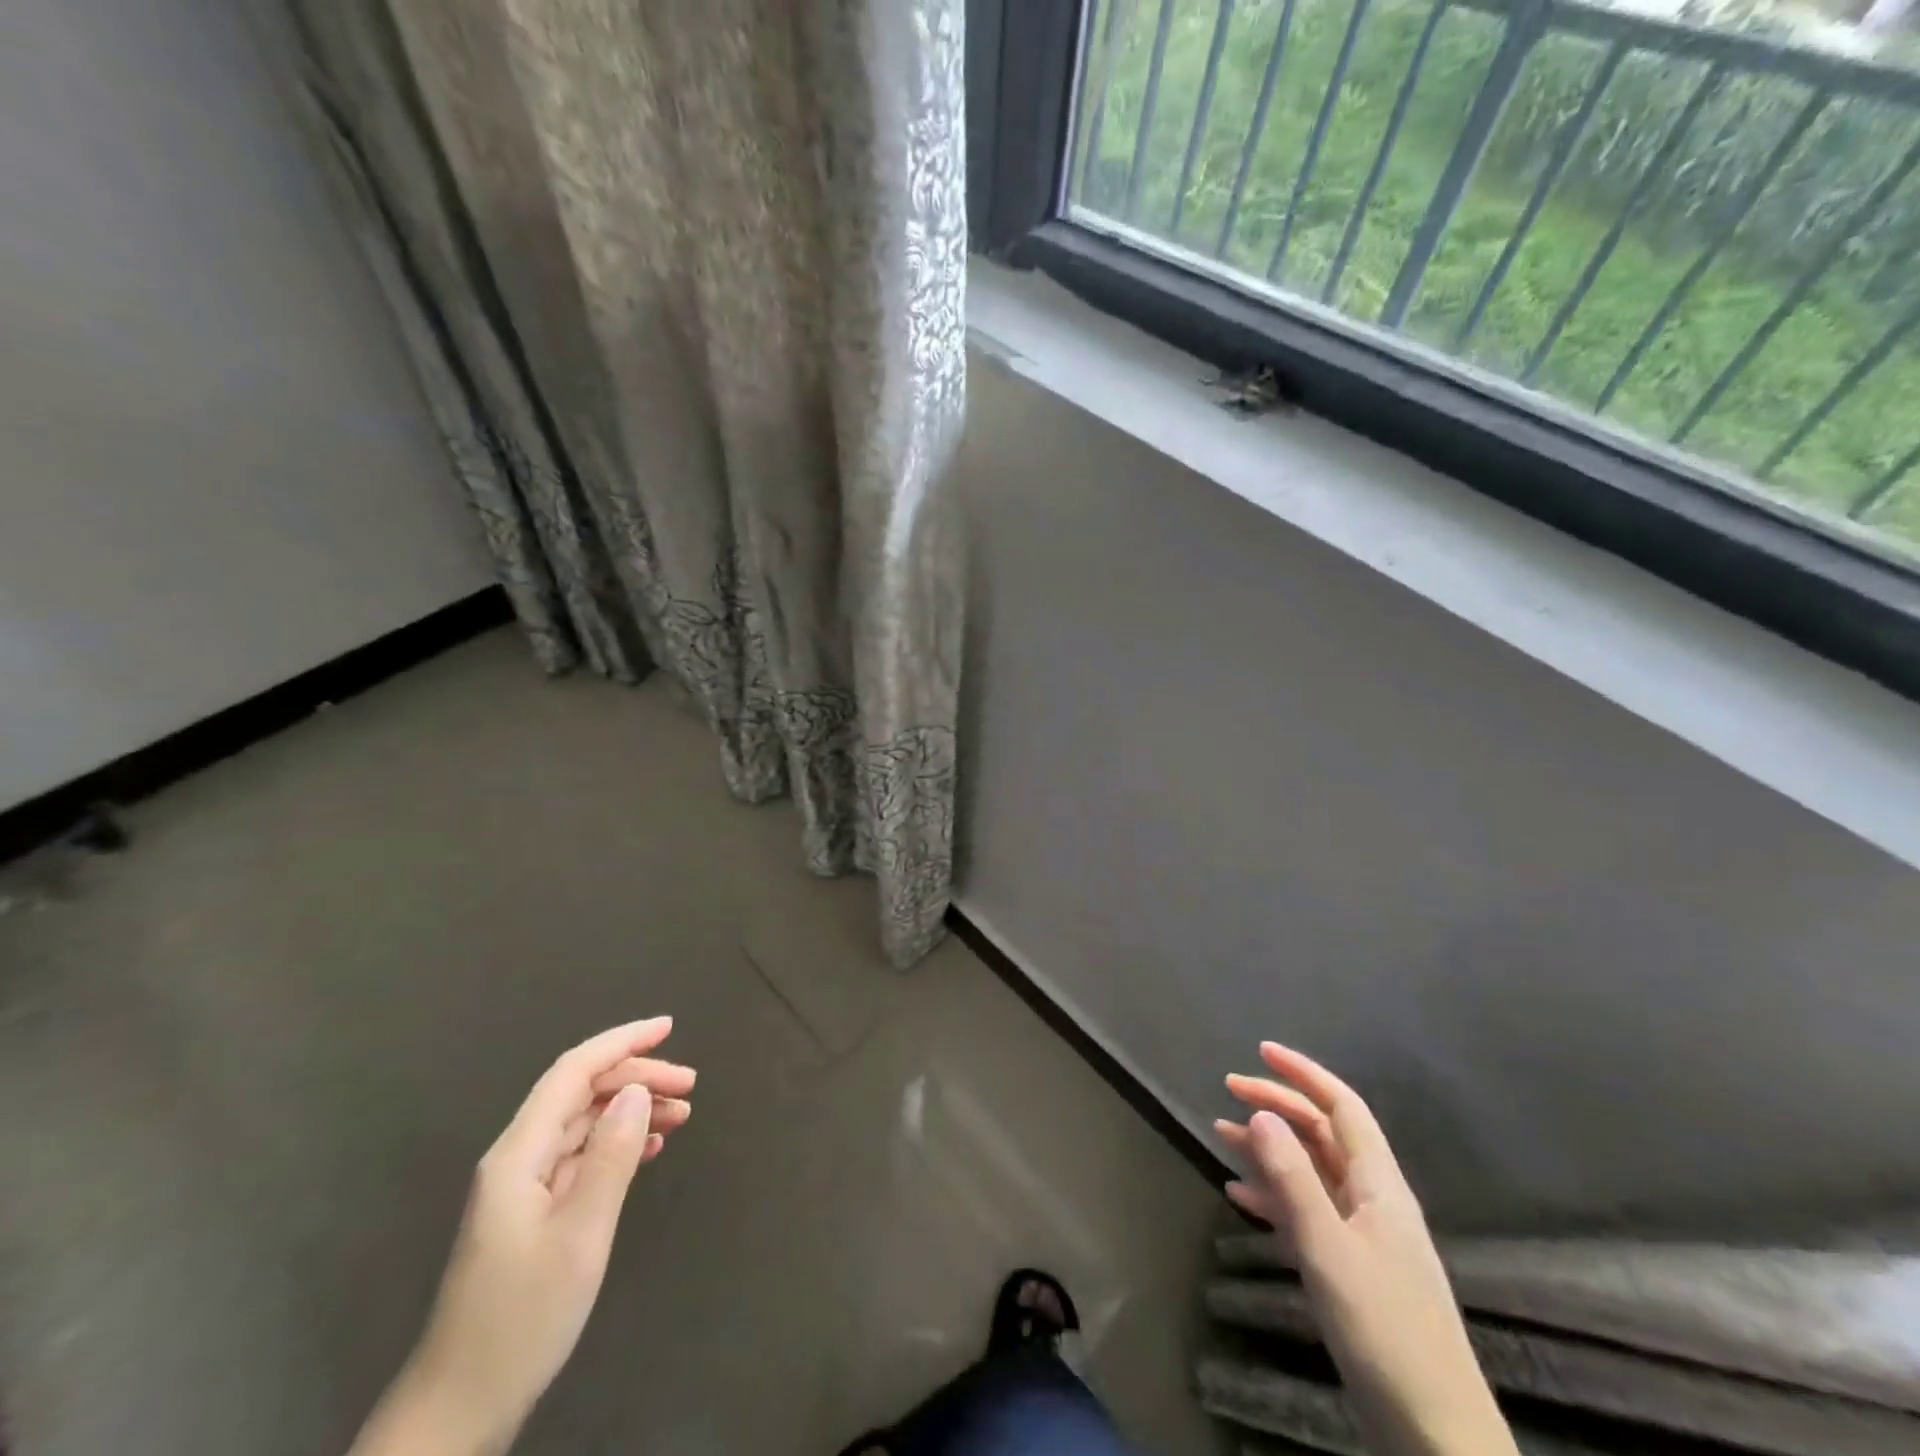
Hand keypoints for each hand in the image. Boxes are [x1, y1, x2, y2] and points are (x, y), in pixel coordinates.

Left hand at [351, 1018, 695, 1455]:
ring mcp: (523, 1188)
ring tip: (683, 1114)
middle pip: (581, 1093)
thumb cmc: (522, 1318)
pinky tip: (650, 1149)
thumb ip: (611, 1156)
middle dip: (637, 1077)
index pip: (573, 1072)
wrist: (460, 1410)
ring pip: (584, 1124)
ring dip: (632, 1111)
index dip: (621, 1041)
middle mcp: (517, 1159)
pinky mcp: (533, 1214)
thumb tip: (637, 1090)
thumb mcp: (580, 1235)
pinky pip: (582, 1156)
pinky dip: (619, 1143)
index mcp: (518, 1154)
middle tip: (691, 1086)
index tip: (669, 1027)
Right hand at [1217, 1043, 1517, 1455]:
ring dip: (1269, 1147)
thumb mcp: (1329, 1250)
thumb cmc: (1384, 1330)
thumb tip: (1261, 1113)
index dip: (1304, 1074)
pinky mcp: (1352, 1266)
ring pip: (1311, 1170)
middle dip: (1278, 1105)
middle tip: (1228, 1089)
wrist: (1435, 1432)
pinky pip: (1306, 1210)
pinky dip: (1272, 1194)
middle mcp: (1372, 1198)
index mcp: (1379, 1185)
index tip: (1261, 1050)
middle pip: (1323, 1133)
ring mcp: (1363, 1234)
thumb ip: (1293, 1180)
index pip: (1342, 1108)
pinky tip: (1240, 1194)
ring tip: (1222, 1134)